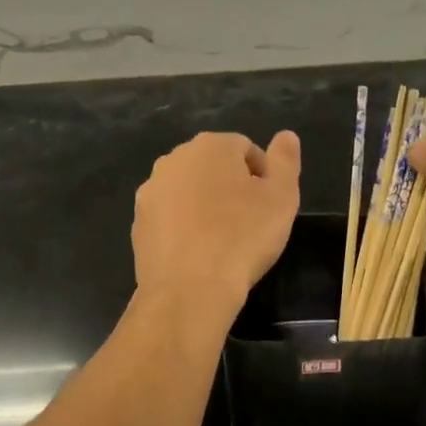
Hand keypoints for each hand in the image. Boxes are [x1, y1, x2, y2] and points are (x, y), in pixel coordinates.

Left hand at [132, 130, 301, 304]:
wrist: (189, 290)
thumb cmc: (243, 237)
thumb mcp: (281, 197)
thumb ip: (285, 160)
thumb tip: (286, 135)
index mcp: (211, 146)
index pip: (245, 148)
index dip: (263, 176)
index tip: (269, 206)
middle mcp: (174, 159)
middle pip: (213, 166)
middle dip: (231, 186)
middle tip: (249, 221)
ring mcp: (151, 191)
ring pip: (188, 190)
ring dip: (205, 205)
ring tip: (223, 239)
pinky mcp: (138, 222)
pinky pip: (170, 216)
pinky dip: (184, 226)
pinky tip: (198, 253)